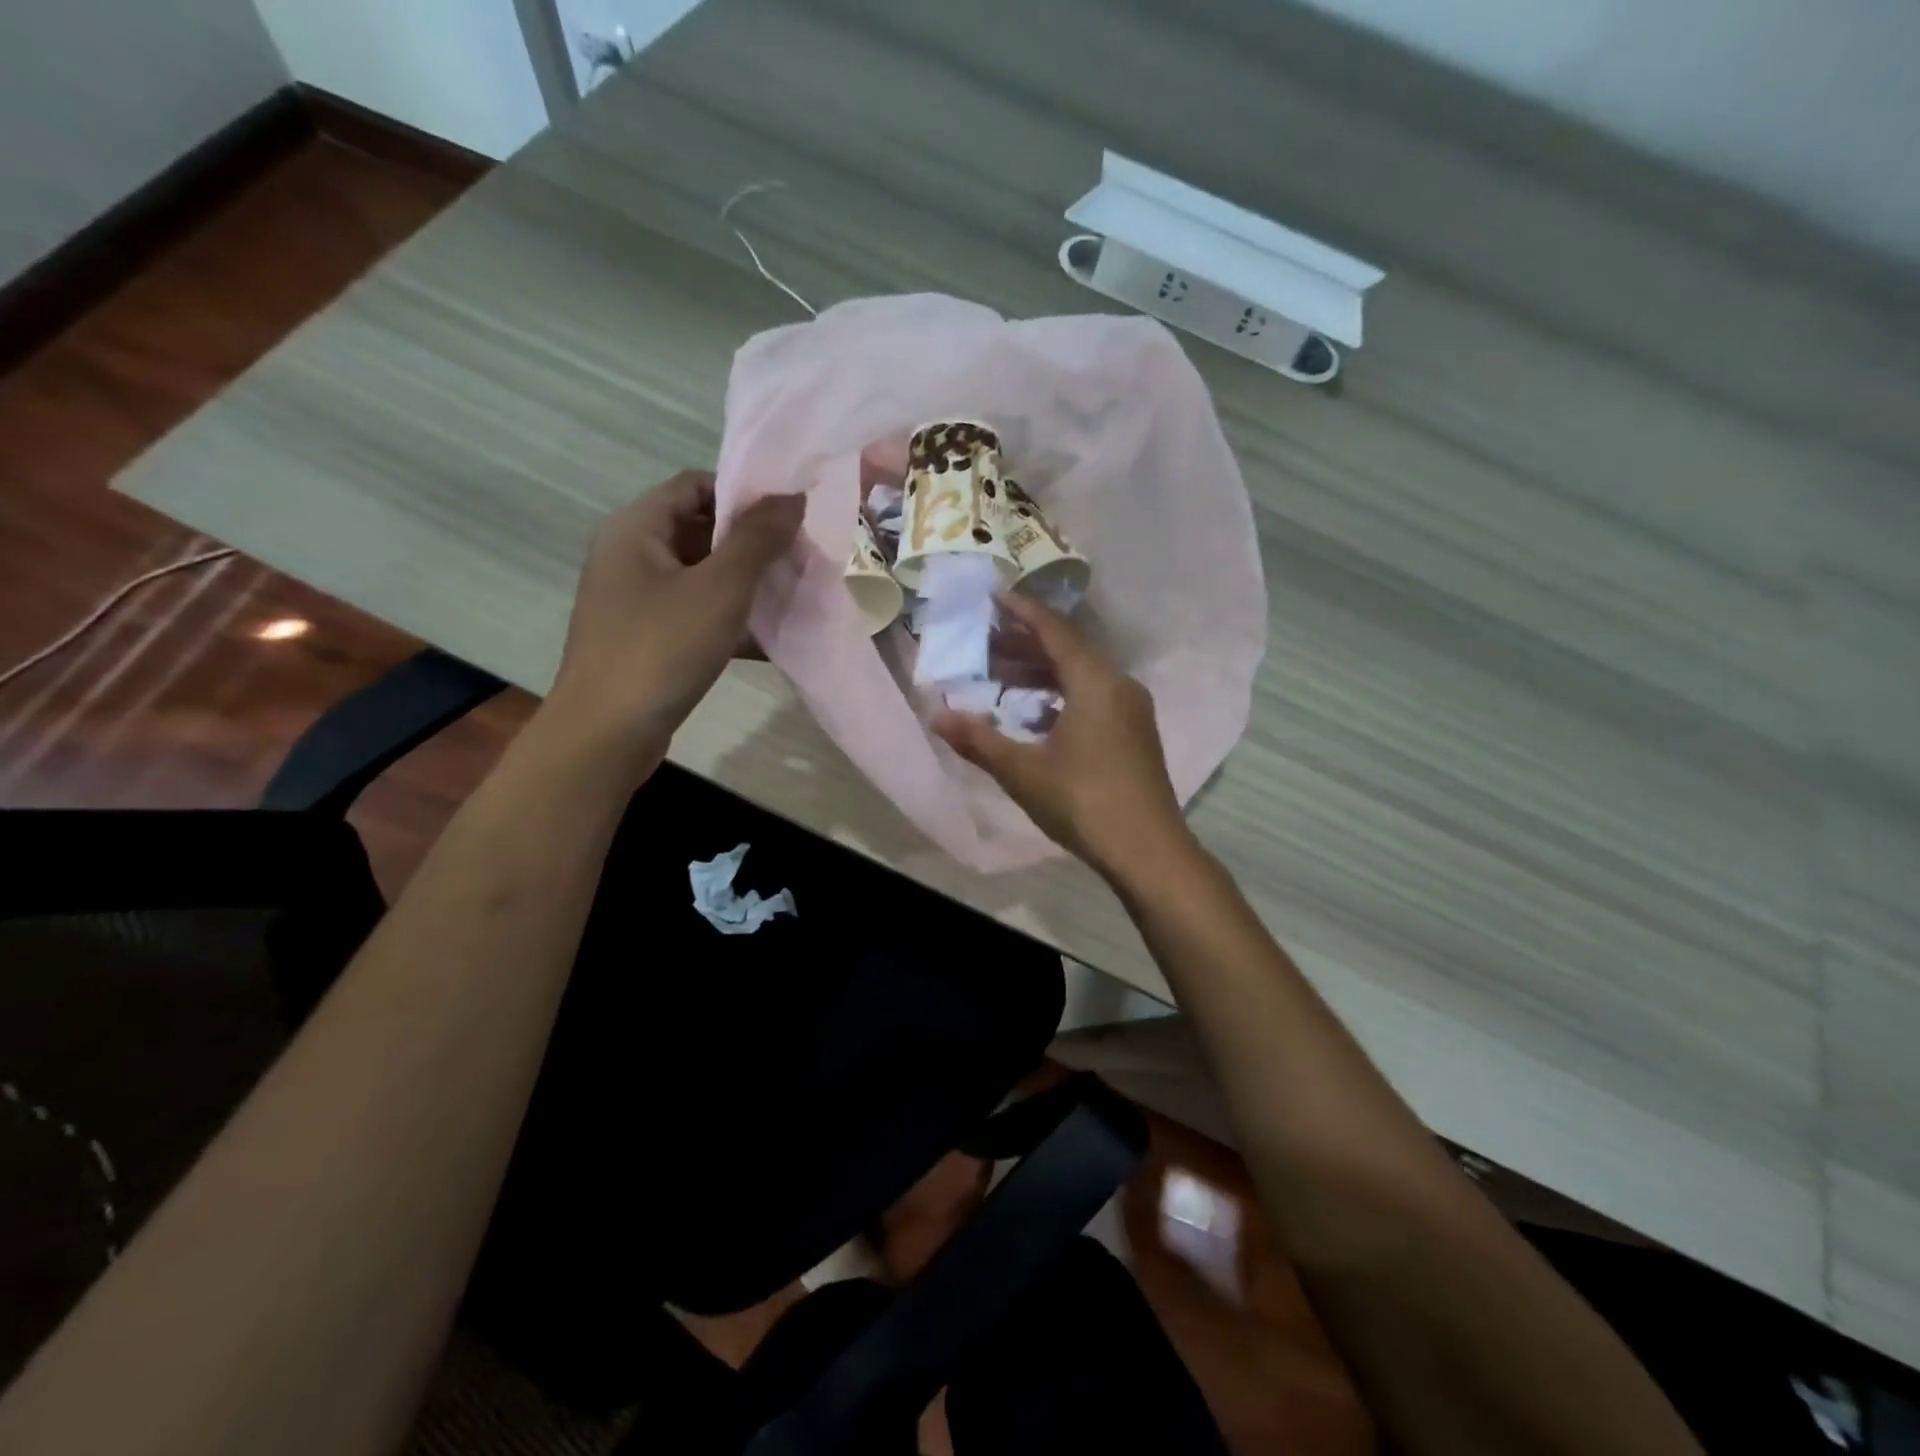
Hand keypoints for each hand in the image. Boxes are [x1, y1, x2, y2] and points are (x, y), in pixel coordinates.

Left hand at [547, 471, 802, 764]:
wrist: (607, 734)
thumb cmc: (662, 648)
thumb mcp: (720, 588)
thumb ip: (758, 538)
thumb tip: (792, 496)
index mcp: (636, 529)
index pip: (694, 485)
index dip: (743, 493)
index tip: (789, 516)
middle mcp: (630, 557)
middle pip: (699, 529)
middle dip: (751, 543)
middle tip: (799, 558)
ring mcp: (636, 602)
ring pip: (701, 577)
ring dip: (746, 584)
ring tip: (793, 595)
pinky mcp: (647, 640)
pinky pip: (695, 615)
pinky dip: (729, 620)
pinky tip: (770, 640)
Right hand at [932, 593, 1190, 882]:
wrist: (1148, 850)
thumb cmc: (1084, 802)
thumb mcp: (1023, 771)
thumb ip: (979, 740)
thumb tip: (936, 716)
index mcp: (1095, 682)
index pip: (1054, 631)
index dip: (1022, 611)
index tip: (994, 595)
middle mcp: (1119, 684)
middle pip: (1069, 649)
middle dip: (1026, 641)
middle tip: (986, 638)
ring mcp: (1132, 709)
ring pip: (1082, 674)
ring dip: (1043, 669)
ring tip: (1002, 672)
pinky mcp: (1135, 732)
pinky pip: (1094, 695)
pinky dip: (1062, 693)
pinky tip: (1037, 711)